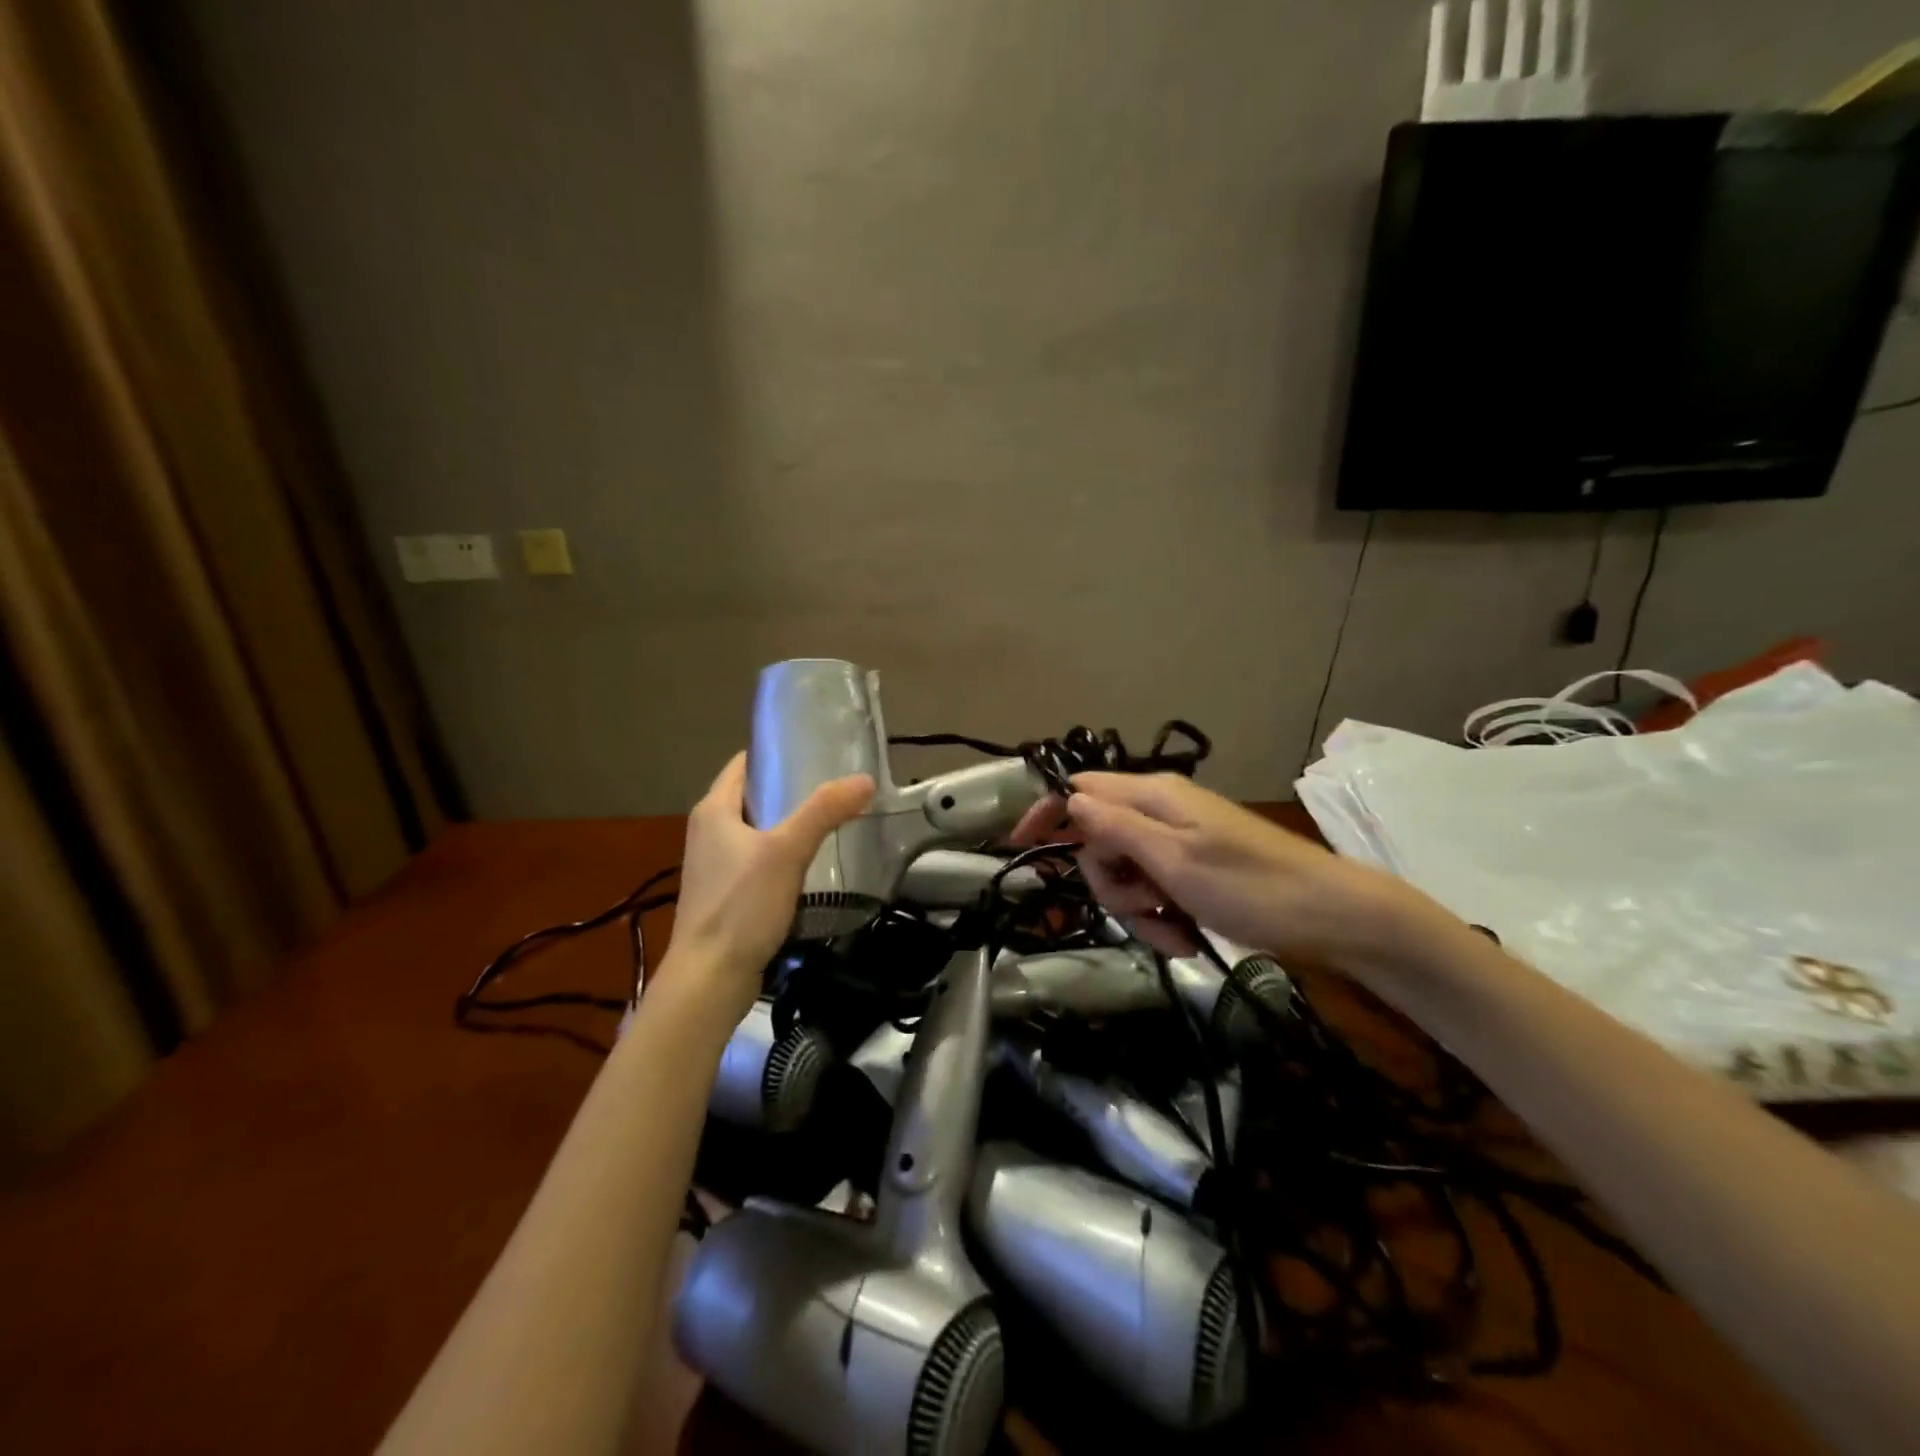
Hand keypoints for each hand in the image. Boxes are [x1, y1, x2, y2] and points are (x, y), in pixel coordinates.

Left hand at [662, 753, 873, 1022]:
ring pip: (757, 830)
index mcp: (713, 810)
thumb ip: (824, 811)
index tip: (817, 751)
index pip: (744, 763)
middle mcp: (708, 831)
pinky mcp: (725, 895)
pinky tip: (812, 864)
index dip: (777, 753)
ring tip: (832, 819)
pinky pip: (758, 860)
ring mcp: (714, 865)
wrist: (710, 978)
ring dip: (789, 824)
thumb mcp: (786, 851)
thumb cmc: (741, 905)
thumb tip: (865, 779)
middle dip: (791, 789)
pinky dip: (782, 855)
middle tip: (836, 786)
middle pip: (753, 796)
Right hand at [1013, 772, 1434, 974]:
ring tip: (1173, 930)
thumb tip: (1069, 800)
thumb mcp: (1175, 860)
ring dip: (1137, 907)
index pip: (1080, 789)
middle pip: (1098, 838)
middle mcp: (1161, 810)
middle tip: (1141, 908)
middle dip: (1109, 882)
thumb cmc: (1253, 887)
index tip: (1019, 846)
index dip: (1046, 813)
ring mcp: (1178, 840)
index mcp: (1153, 796)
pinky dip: (1160, 914)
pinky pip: (1154, 887)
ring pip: (1125, 870)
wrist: (1334, 917)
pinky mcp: (1194, 867)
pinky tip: (1185, 934)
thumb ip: (1116, 827)